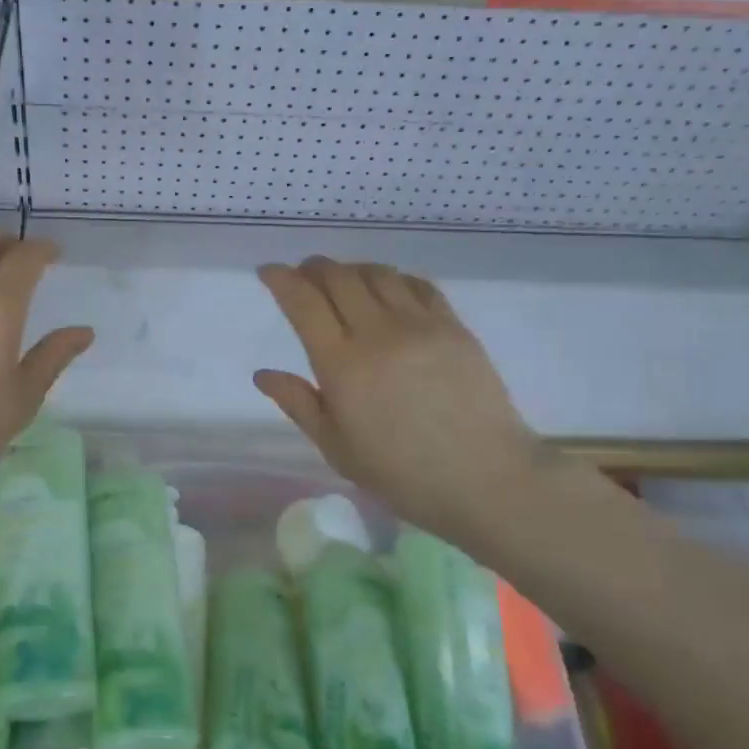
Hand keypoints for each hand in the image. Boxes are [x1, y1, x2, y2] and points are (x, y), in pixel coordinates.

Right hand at [255, 258, 545, 542]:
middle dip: (314, 268)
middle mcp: (377, 333)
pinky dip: (394, 278)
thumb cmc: (401, 473)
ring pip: (377, 274)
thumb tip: (263, 374)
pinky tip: (389, 291)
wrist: (485, 479)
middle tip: (304, 274)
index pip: (303, 303)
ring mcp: (420, 325)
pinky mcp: (453, 326)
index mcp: (341, 365)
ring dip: (352, 269)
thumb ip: (299, 404)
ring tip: (343, 281)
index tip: (268, 271)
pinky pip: (418, 285)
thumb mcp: (337, 448)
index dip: (281, 279)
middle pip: (338, 278)